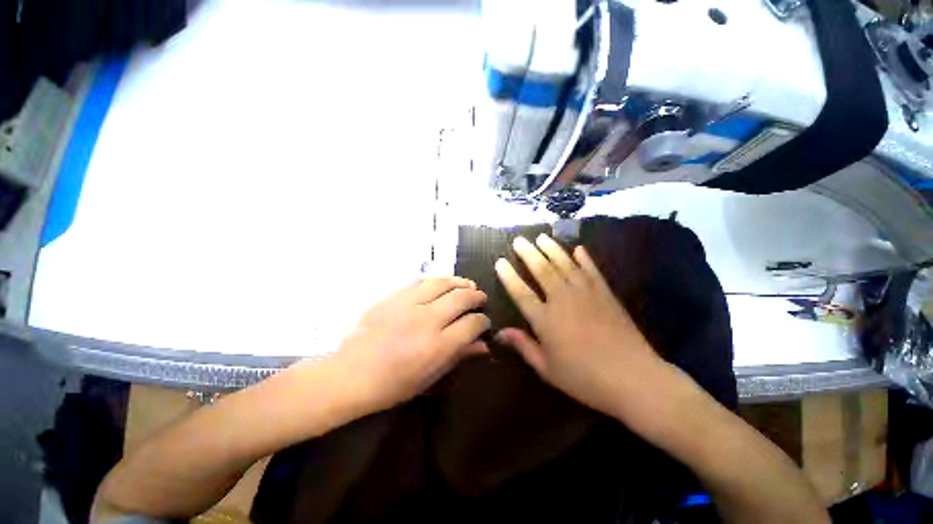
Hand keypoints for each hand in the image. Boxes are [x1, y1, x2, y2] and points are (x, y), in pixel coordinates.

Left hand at [332, 277, 490, 411]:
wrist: (350, 374)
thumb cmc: (392, 385)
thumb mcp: (430, 378)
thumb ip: (459, 357)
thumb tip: (483, 346)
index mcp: (437, 345)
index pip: (472, 324)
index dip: (483, 321)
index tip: (484, 322)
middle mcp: (426, 319)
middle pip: (461, 297)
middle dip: (476, 296)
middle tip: (480, 298)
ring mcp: (408, 304)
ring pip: (443, 283)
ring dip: (459, 282)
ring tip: (467, 284)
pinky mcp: (393, 296)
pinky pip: (421, 281)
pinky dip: (437, 280)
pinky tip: (442, 284)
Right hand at [494, 234, 675, 422]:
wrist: (634, 378)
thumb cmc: (584, 377)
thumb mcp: (547, 368)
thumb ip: (523, 346)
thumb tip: (499, 333)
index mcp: (545, 319)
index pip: (520, 292)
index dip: (508, 276)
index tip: (500, 261)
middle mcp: (562, 300)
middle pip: (542, 270)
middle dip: (528, 253)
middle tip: (519, 240)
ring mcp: (586, 293)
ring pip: (564, 264)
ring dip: (552, 249)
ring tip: (541, 237)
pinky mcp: (605, 293)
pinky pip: (592, 270)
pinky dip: (584, 258)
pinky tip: (578, 249)